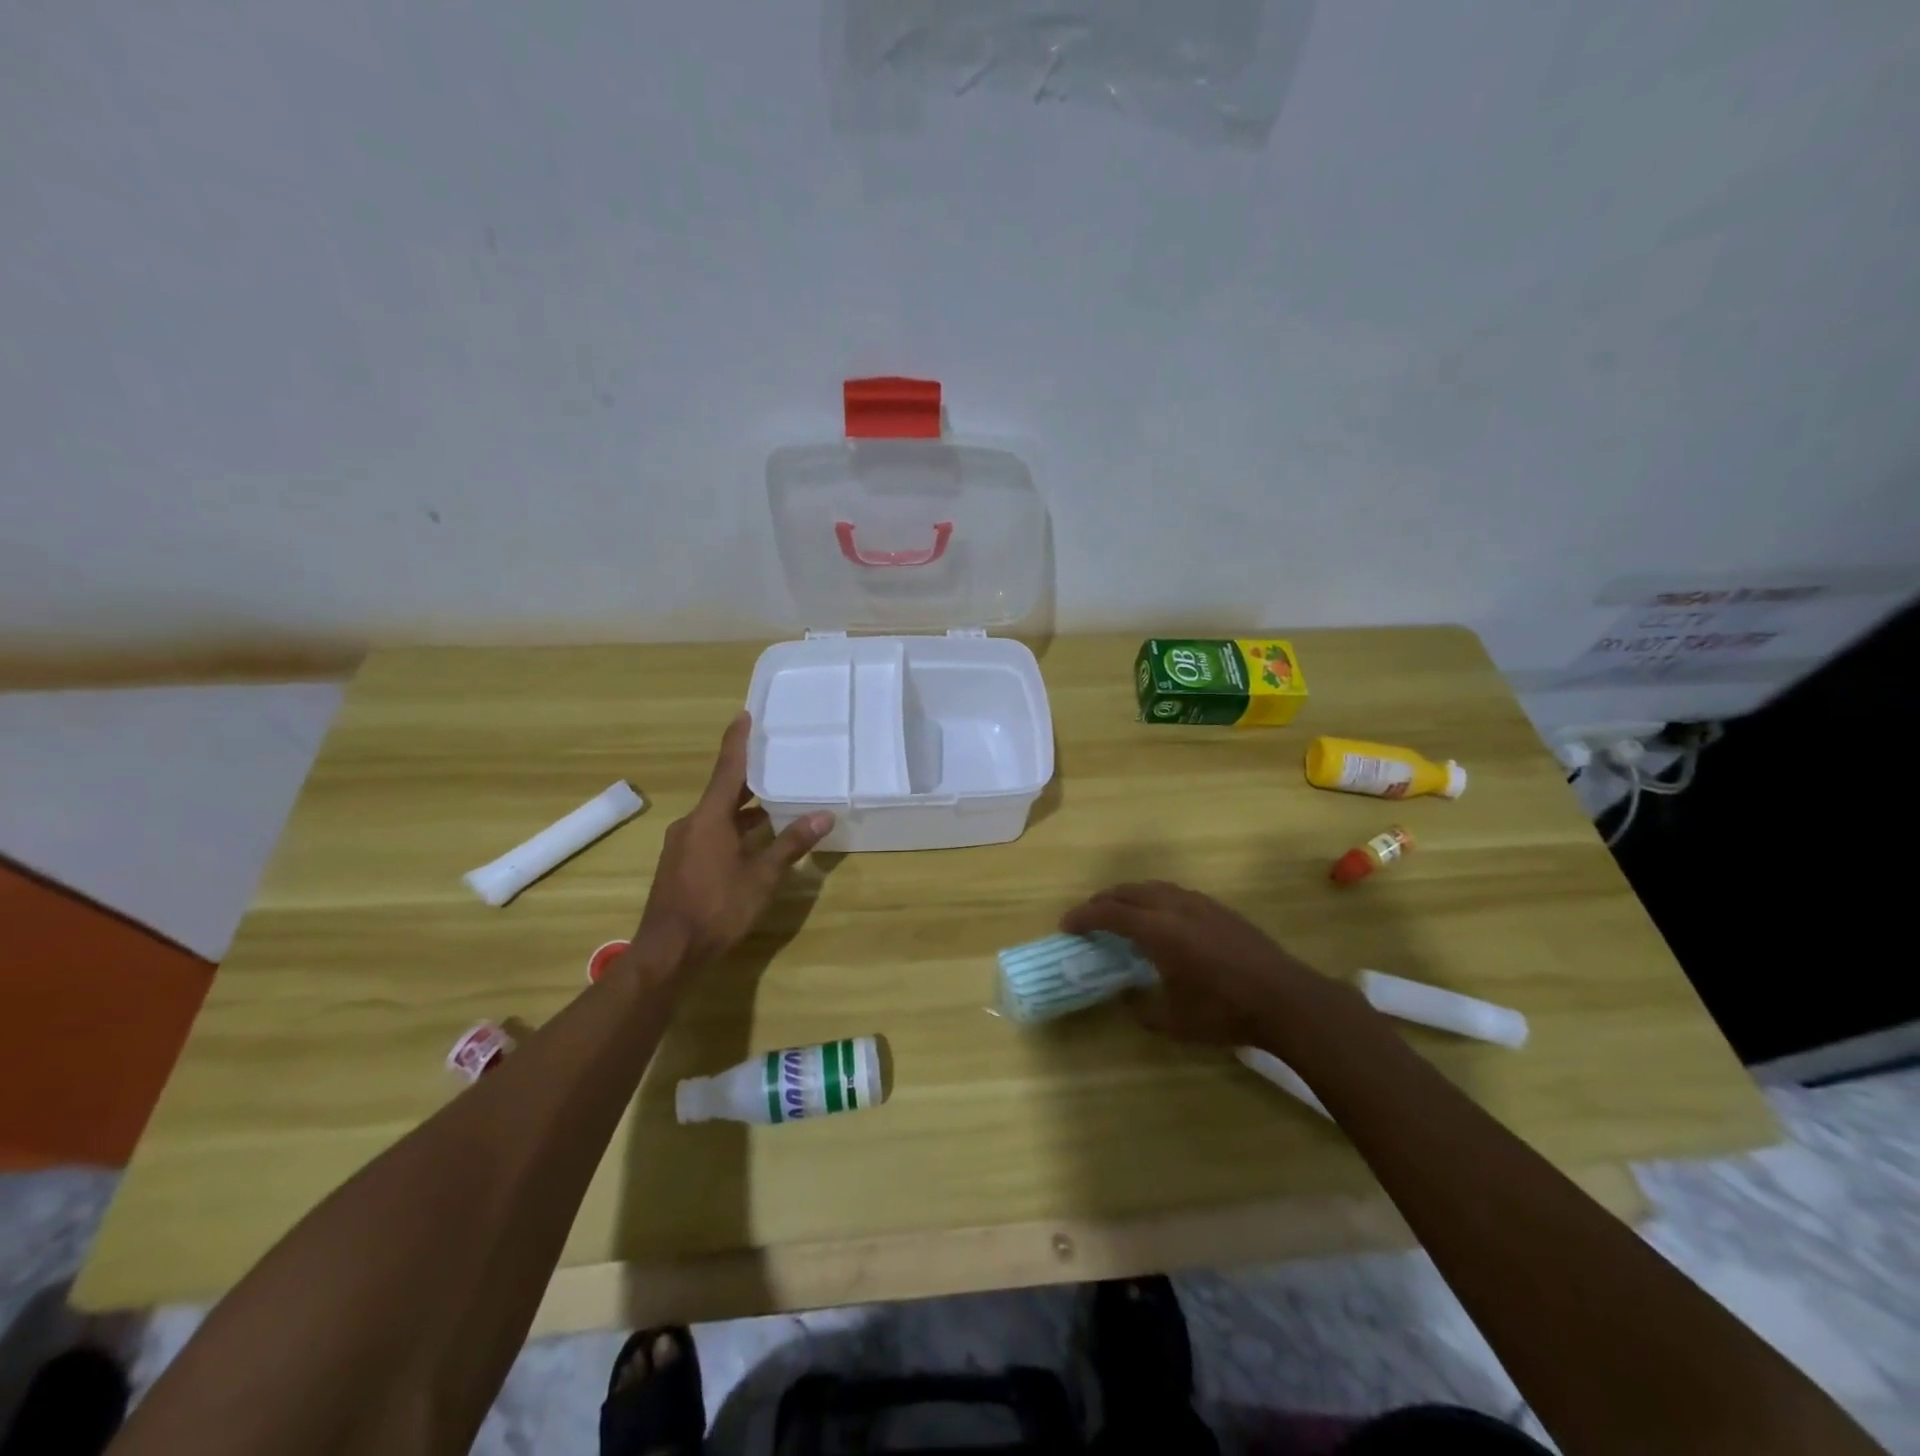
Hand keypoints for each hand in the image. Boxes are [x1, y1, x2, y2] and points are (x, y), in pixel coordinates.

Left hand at [631, 713, 833, 974]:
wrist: (668, 952)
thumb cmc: (717, 908)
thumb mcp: (762, 877)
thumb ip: (791, 844)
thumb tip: (824, 815)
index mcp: (709, 818)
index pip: (727, 769)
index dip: (737, 741)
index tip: (744, 715)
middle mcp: (691, 824)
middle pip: (723, 792)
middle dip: (748, 778)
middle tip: (775, 761)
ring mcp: (682, 845)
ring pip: (717, 816)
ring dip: (743, 810)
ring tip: (775, 804)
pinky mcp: (680, 865)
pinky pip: (710, 834)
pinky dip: (732, 830)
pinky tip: (754, 842)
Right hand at [1061, 881, 1327, 1047]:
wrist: (1286, 999)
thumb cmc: (1224, 1011)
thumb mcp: (1174, 1021)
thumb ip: (1143, 1008)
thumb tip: (1128, 999)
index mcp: (1158, 930)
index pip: (1110, 913)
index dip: (1084, 916)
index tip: (1066, 924)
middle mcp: (1175, 907)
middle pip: (1129, 892)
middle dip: (1103, 900)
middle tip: (1088, 915)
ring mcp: (1201, 904)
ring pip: (1155, 888)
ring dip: (1130, 895)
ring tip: (1121, 911)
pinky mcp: (1221, 910)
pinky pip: (1176, 893)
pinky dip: (1156, 899)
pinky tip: (1162, 918)